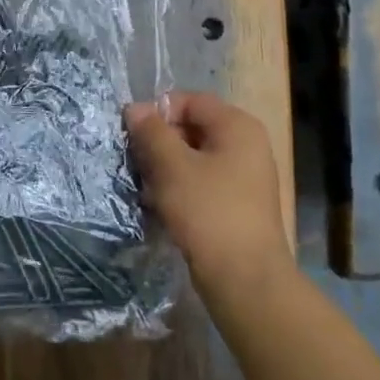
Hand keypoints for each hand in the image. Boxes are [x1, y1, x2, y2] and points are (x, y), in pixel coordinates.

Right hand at [123, 92, 289, 287]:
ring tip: (145, 187)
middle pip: (191, 127)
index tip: (134, 135)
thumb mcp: (171, 166)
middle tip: (136, 162)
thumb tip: (134, 108)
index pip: (189, 100)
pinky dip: (179, 188)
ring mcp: (244, 176)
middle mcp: (246, 145)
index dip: (158, 112)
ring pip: (193, 157)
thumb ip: (150, 132)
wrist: (244, 278)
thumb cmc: (208, 211)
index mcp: (237, 126)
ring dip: (165, 168)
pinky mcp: (236, 204)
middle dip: (159, 142)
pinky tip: (159, 206)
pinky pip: (201, 182)